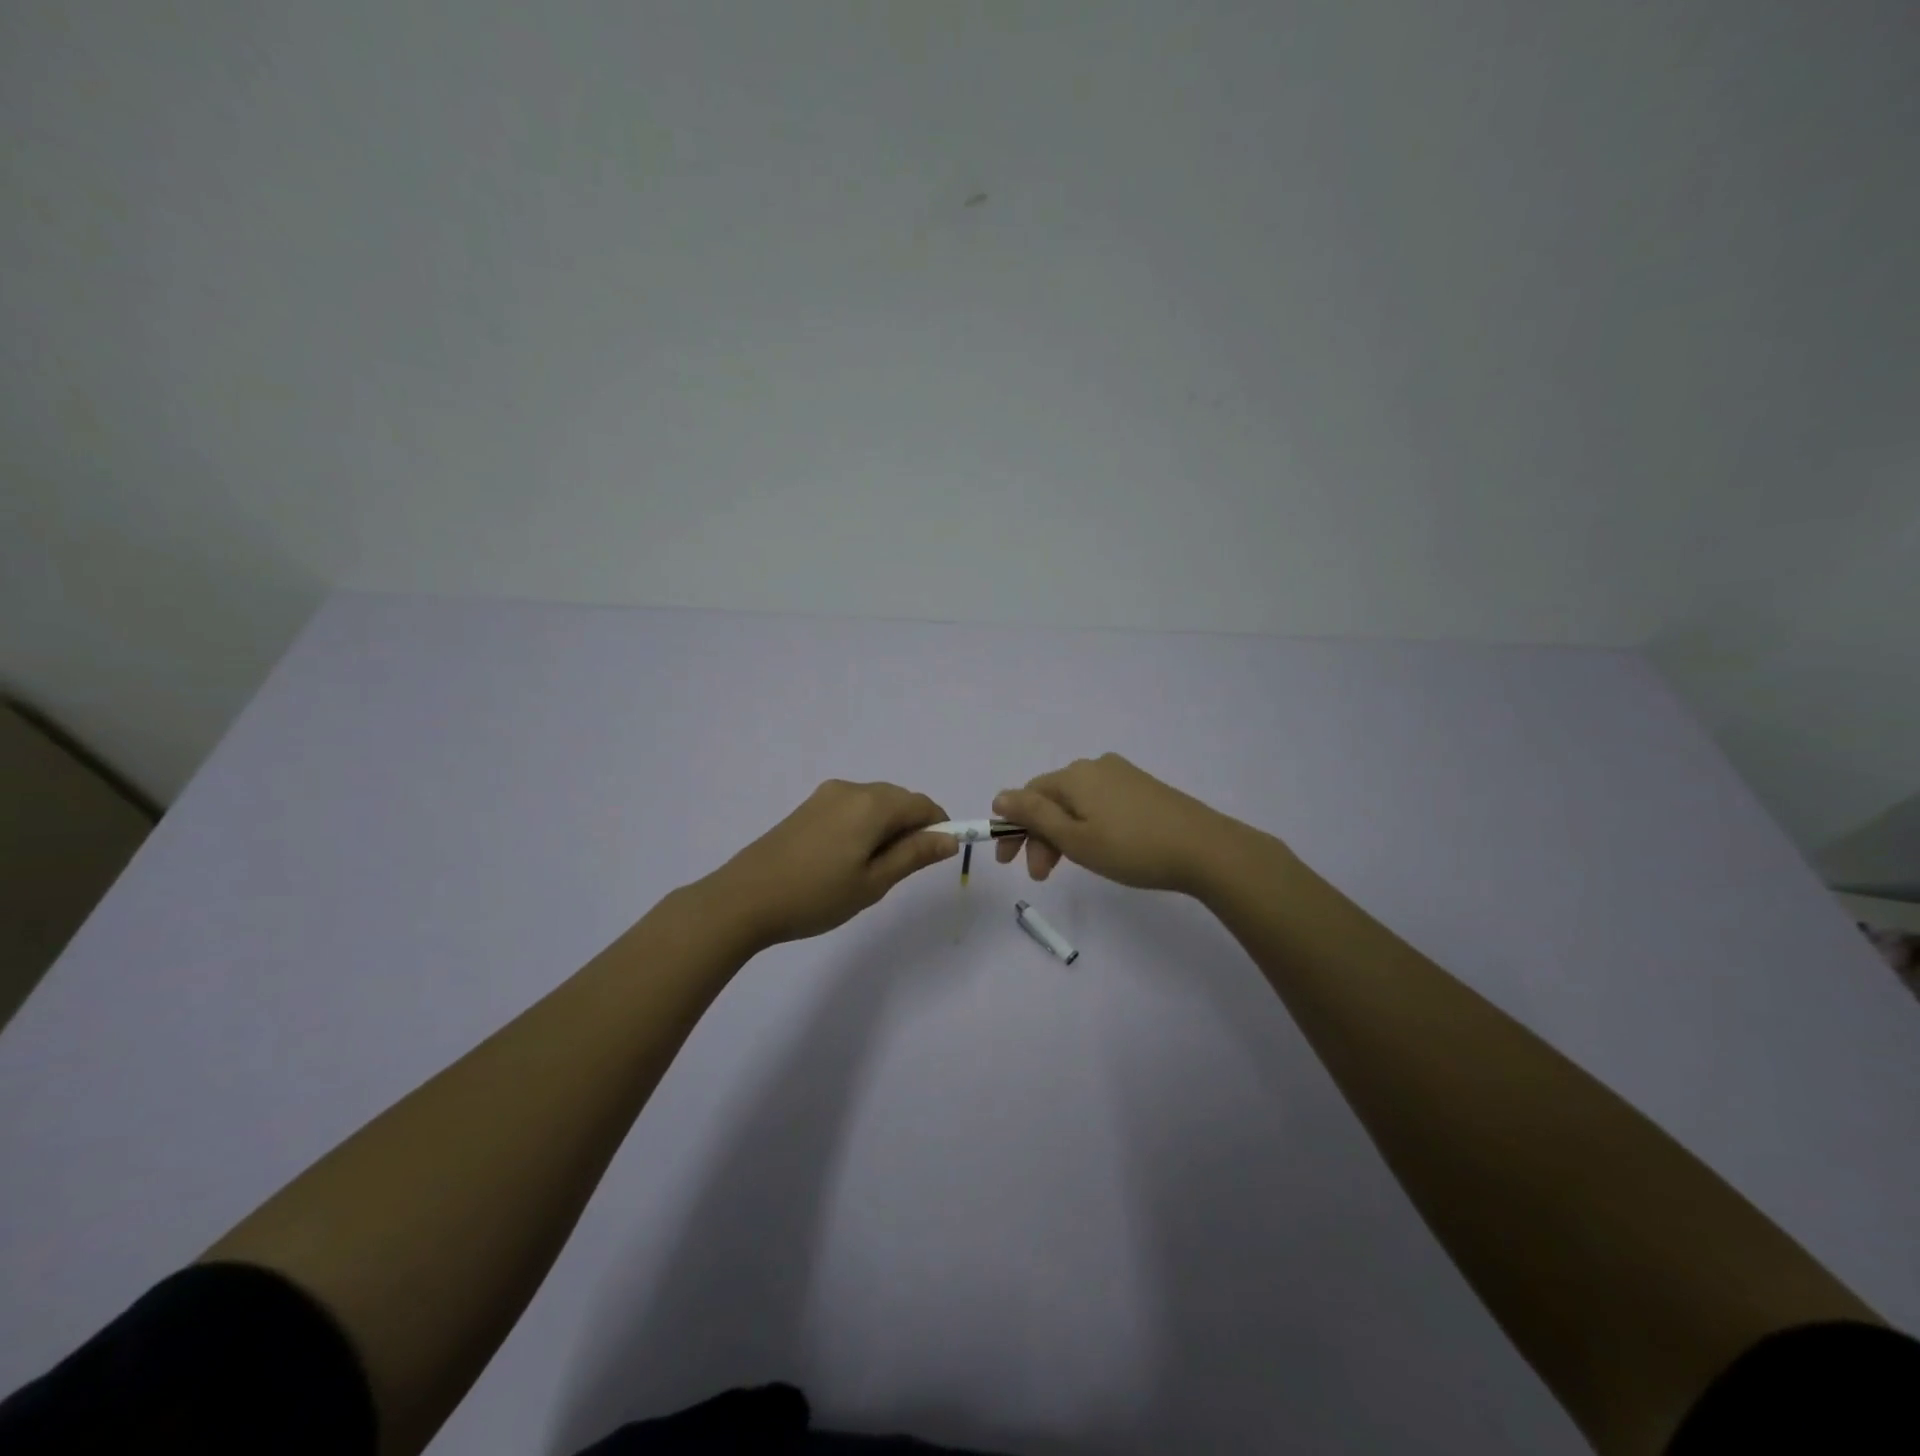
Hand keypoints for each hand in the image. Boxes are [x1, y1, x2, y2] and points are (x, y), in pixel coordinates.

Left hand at [704, 780, 957, 948]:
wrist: (744, 899)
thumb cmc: (816, 895)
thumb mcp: (873, 882)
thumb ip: (914, 855)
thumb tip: (949, 838)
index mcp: (872, 804)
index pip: (923, 804)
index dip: (939, 827)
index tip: (935, 858)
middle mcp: (851, 789)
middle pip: (899, 799)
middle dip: (912, 827)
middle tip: (899, 871)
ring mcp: (826, 796)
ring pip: (875, 803)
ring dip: (887, 827)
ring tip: (870, 870)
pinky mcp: (807, 807)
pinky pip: (852, 808)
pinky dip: (864, 826)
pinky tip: (846, 859)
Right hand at [992, 753, 1239, 893]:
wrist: (1205, 848)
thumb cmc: (1131, 847)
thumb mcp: (1074, 837)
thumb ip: (1033, 816)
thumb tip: (999, 796)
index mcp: (1074, 775)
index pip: (1028, 796)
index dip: (1013, 828)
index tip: (1008, 862)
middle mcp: (1095, 766)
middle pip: (1052, 799)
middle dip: (1039, 836)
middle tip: (1041, 875)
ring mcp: (1122, 775)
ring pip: (1076, 803)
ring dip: (1063, 835)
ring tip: (1069, 868)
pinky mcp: (1143, 788)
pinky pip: (1100, 804)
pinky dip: (1088, 827)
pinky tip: (1098, 849)